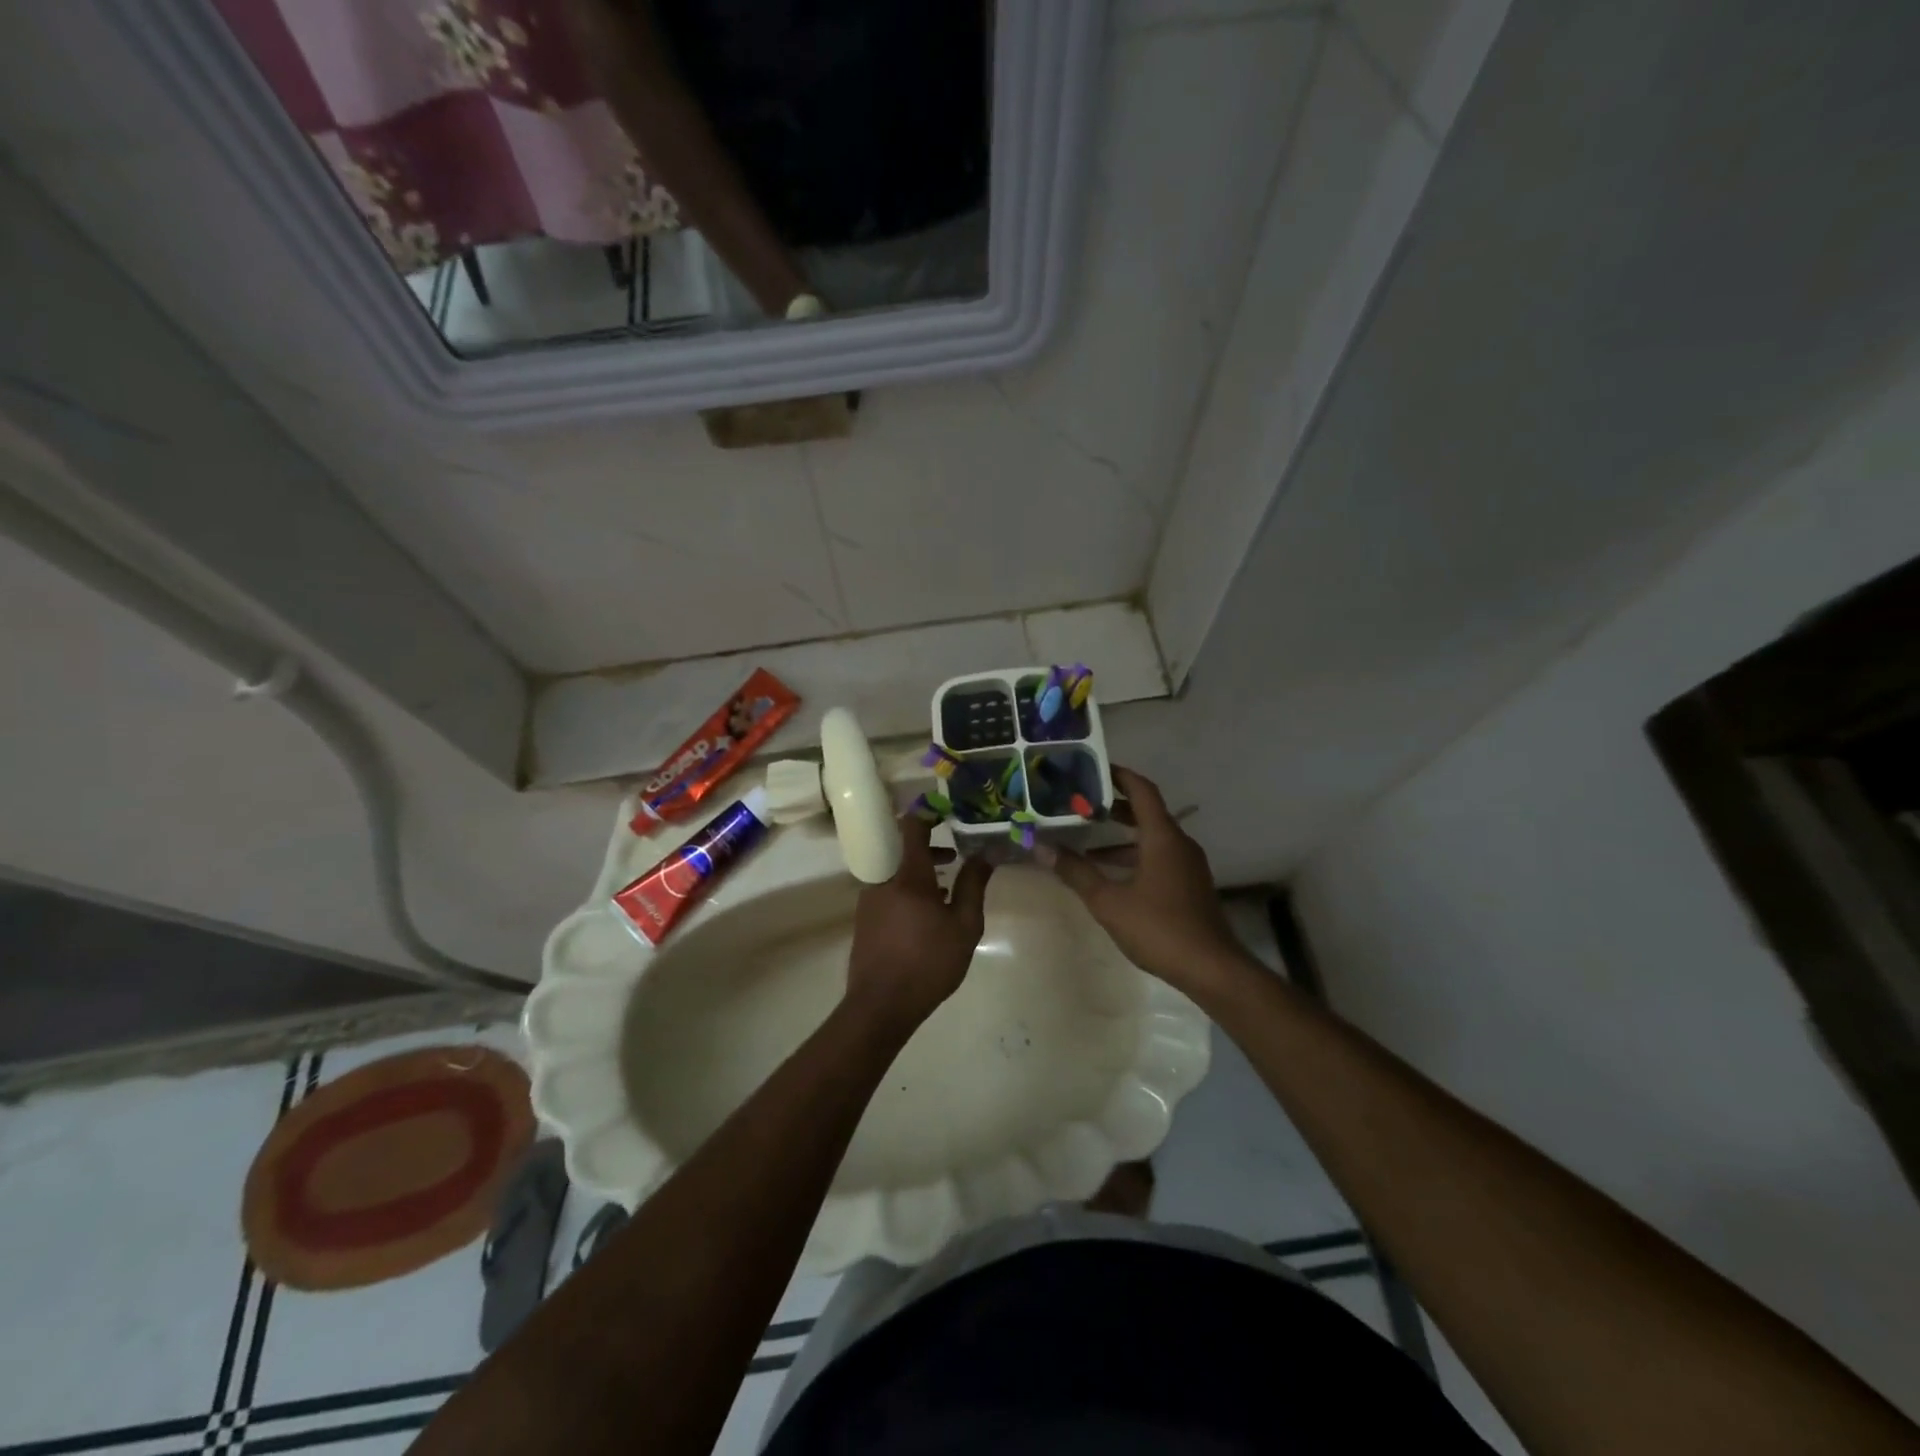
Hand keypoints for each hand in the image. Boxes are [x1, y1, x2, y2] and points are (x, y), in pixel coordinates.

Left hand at [844, 815, 992, 1034]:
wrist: (880, 1006)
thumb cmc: (928, 963)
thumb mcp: (964, 926)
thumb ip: (973, 885)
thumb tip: (985, 853)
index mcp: (907, 875)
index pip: (912, 825)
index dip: (929, 812)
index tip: (949, 811)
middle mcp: (883, 878)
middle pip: (904, 846)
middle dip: (931, 844)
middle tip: (956, 851)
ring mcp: (870, 898)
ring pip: (896, 869)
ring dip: (920, 868)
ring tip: (947, 882)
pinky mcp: (865, 917)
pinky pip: (888, 888)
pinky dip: (908, 886)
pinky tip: (927, 910)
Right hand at [1038, 767, 1243, 995]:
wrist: (1211, 968)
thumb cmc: (1159, 928)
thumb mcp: (1109, 901)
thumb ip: (1076, 872)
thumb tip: (1041, 848)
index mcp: (1162, 837)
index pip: (1141, 791)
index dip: (1119, 775)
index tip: (1093, 768)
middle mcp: (1178, 843)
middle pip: (1146, 812)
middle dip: (1114, 806)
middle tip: (1081, 802)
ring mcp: (1187, 865)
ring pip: (1151, 837)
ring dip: (1121, 837)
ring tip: (1086, 840)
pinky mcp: (1188, 884)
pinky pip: (1158, 856)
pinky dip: (1133, 856)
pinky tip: (1109, 874)